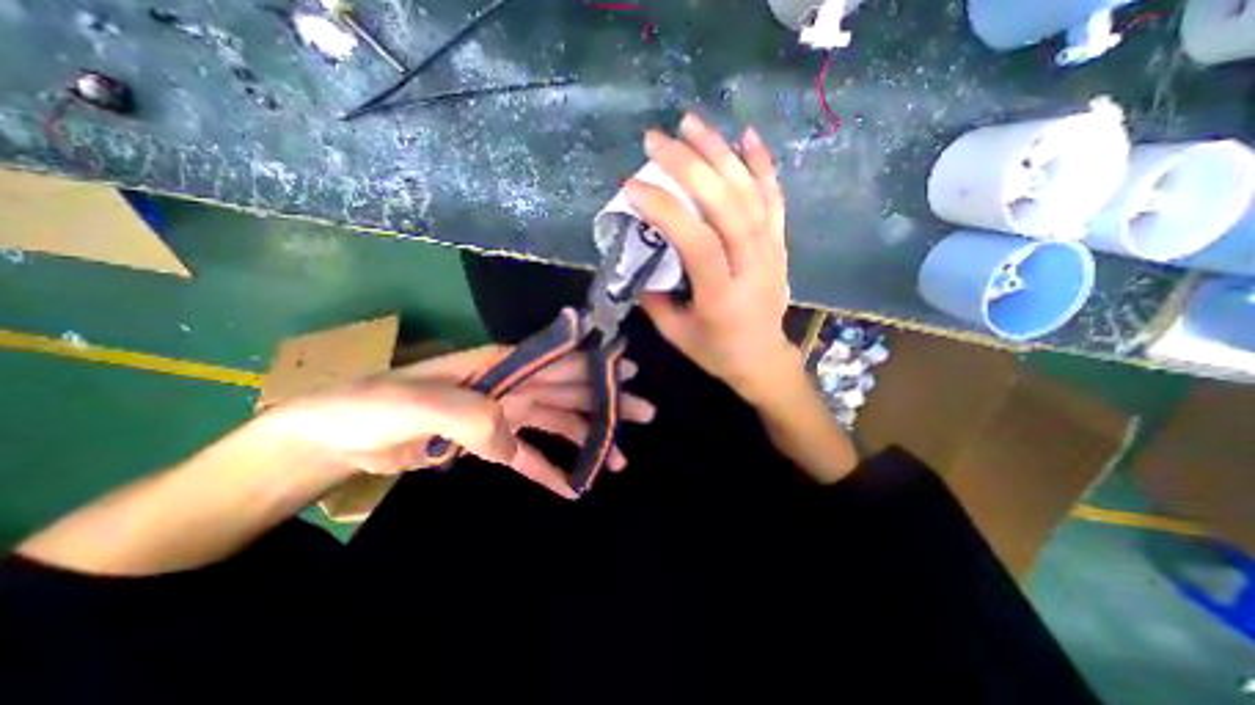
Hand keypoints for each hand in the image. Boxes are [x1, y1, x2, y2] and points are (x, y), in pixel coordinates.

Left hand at [261, 345, 657, 497]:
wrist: (337, 435)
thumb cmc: (374, 406)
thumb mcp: (417, 404)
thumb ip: (470, 417)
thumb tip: (512, 442)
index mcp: (499, 365)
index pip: (559, 361)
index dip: (597, 365)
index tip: (629, 370)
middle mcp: (510, 385)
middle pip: (570, 392)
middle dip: (608, 401)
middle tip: (644, 412)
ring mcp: (503, 415)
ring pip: (558, 424)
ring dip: (589, 440)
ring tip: (620, 460)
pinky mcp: (490, 444)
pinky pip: (528, 457)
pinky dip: (549, 470)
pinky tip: (573, 487)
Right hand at [626, 113, 792, 405]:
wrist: (763, 359)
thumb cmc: (716, 351)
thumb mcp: (675, 333)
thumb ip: (653, 296)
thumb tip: (637, 256)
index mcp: (722, 296)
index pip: (696, 242)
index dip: (665, 210)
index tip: (632, 187)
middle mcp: (752, 268)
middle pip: (726, 206)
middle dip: (689, 165)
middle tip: (656, 139)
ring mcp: (771, 252)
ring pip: (750, 194)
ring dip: (720, 153)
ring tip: (691, 122)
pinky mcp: (780, 245)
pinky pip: (775, 200)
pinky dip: (762, 165)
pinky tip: (747, 136)